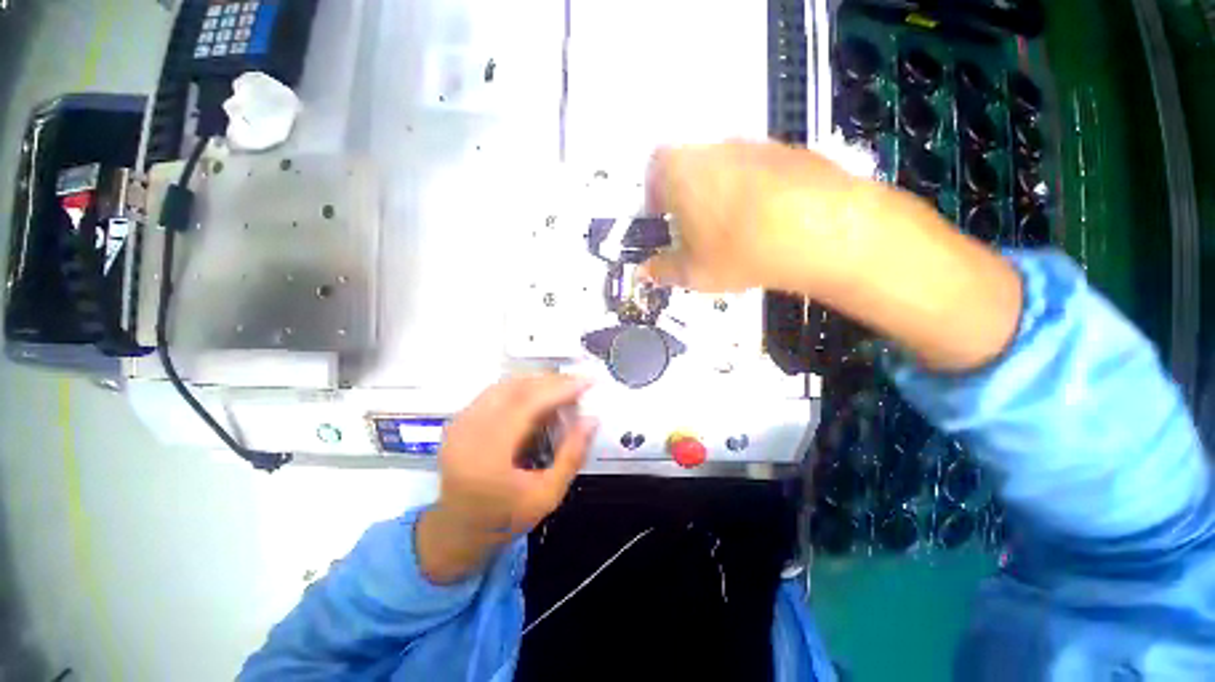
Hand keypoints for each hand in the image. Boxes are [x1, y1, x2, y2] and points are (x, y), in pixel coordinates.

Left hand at [417, 374, 597, 582]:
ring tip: (562, 390)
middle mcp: (468, 431)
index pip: (527, 405)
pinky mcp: (459, 419)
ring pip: (505, 384)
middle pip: (515, 388)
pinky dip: (521, 388)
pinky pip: (495, 391)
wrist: (459, 529)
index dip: (560, 389)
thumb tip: (591, 419)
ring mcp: (459, 423)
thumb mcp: (547, 495)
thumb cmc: (505, 518)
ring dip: (537, 382)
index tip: (587, 382)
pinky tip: (538, 397)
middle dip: (552, 381)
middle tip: (578, 384)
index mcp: (487, 455)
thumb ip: (572, 455)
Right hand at [641, 141, 874, 293]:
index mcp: (680, 171)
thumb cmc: (738, 251)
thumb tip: (644, 272)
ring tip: (733, 230)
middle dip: (686, 197)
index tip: (662, 220)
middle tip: (695, 231)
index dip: (654, 195)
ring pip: (725, 168)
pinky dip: (754, 192)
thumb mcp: (693, 272)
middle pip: (690, 167)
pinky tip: (767, 221)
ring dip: (720, 194)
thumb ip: (662, 270)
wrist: (820, 231)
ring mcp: (755, 145)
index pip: (653, 170)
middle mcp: (714, 148)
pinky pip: (758, 171)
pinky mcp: (791, 152)